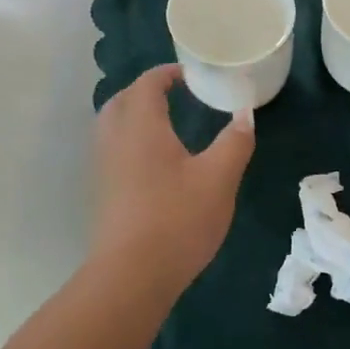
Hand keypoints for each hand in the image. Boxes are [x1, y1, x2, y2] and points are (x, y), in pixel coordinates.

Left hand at [92, 64, 254, 288]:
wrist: (132, 275)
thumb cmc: (177, 218)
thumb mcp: (219, 178)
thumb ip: (234, 142)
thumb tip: (245, 114)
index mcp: (141, 126)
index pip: (147, 84)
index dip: (167, 74)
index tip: (191, 74)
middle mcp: (116, 140)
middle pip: (122, 100)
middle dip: (146, 91)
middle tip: (176, 95)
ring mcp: (105, 168)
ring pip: (113, 126)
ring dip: (135, 115)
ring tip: (167, 124)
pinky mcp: (104, 193)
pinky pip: (113, 150)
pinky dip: (131, 140)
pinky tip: (157, 161)